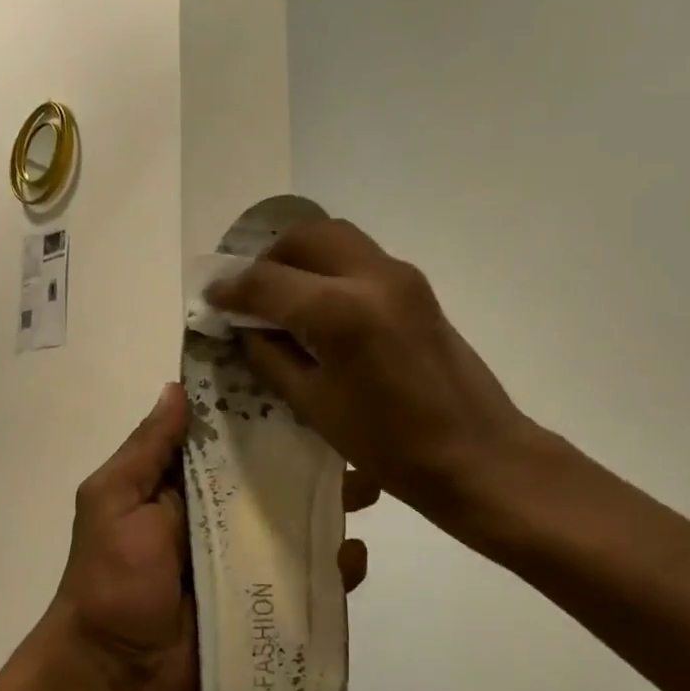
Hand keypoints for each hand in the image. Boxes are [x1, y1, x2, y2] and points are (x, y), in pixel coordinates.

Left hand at [46, 383, 369, 690]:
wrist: (111, 677)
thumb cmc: (109, 579)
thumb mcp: (113, 501)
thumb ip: (147, 449)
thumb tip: (177, 387)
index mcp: (185, 484)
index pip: (231, 436)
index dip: (263, 412)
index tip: (303, 383)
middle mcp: (222, 513)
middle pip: (275, 476)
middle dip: (313, 457)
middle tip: (355, 441)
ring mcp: (247, 558)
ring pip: (300, 521)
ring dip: (334, 504)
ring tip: (370, 489)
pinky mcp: (267, 601)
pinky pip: (309, 577)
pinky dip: (336, 566)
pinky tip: (354, 556)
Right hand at [207, 220, 544, 527]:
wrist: (478, 454)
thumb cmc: (390, 446)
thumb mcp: (314, 406)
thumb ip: (271, 356)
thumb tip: (245, 326)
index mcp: (339, 311)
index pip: (266, 281)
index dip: (231, 289)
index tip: (212, 299)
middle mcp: (370, 276)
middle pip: (303, 237)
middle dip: (268, 260)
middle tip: (250, 295)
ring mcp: (400, 274)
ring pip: (334, 236)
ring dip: (300, 256)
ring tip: (283, 294)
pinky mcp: (417, 284)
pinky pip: (359, 255)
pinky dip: (329, 266)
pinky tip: (320, 304)